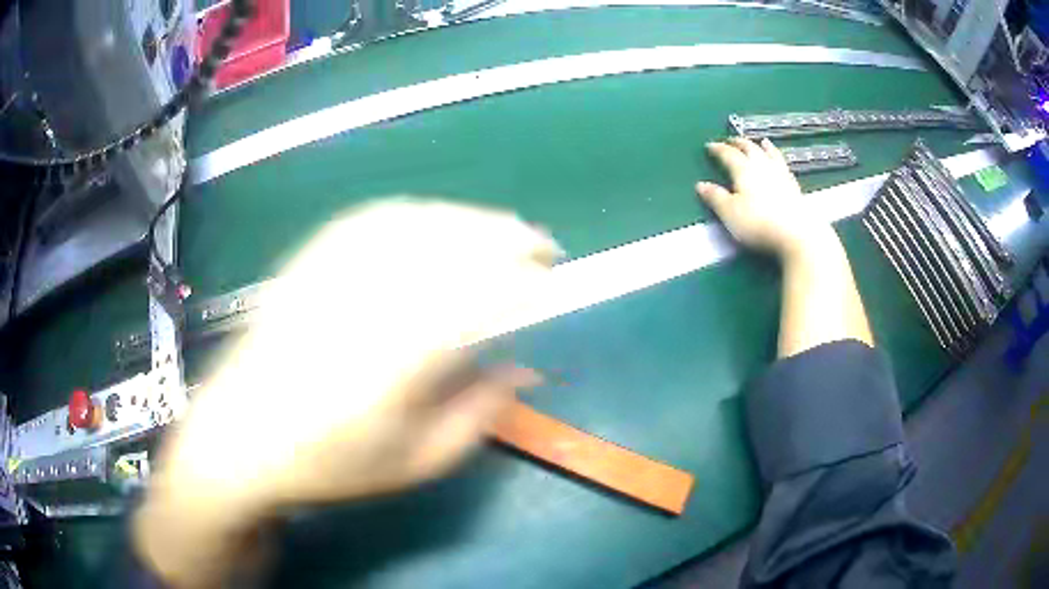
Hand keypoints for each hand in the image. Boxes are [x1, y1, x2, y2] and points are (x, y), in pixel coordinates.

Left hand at [135, 198, 560, 586]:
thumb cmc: (328, 465)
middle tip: (540, 244)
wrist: (239, 439)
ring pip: (414, 222)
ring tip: (499, 229)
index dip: (522, 277)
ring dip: (466, 219)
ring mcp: (329, 274)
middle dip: (504, 236)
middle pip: (447, 244)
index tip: (553, 278)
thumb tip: (523, 368)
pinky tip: (434, 222)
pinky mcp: (308, 261)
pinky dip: (417, 213)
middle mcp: (362, 302)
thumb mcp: (415, 464)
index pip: (475, 296)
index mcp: (394, 361)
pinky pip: (371, 218)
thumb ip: (478, 415)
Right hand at [695, 138, 833, 259]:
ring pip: (769, 153)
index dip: (718, 149)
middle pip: (749, 149)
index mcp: (743, 170)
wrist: (797, 234)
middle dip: (738, 143)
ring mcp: (780, 174)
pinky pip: (783, 164)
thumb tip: (700, 184)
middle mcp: (762, 166)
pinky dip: (778, 158)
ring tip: (760, 141)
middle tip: (731, 140)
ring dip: (762, 146)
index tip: (709, 146)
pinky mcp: (794, 186)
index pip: (728, 154)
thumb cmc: (758, 224)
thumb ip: (715, 198)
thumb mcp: (730, 213)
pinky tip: (779, 161)